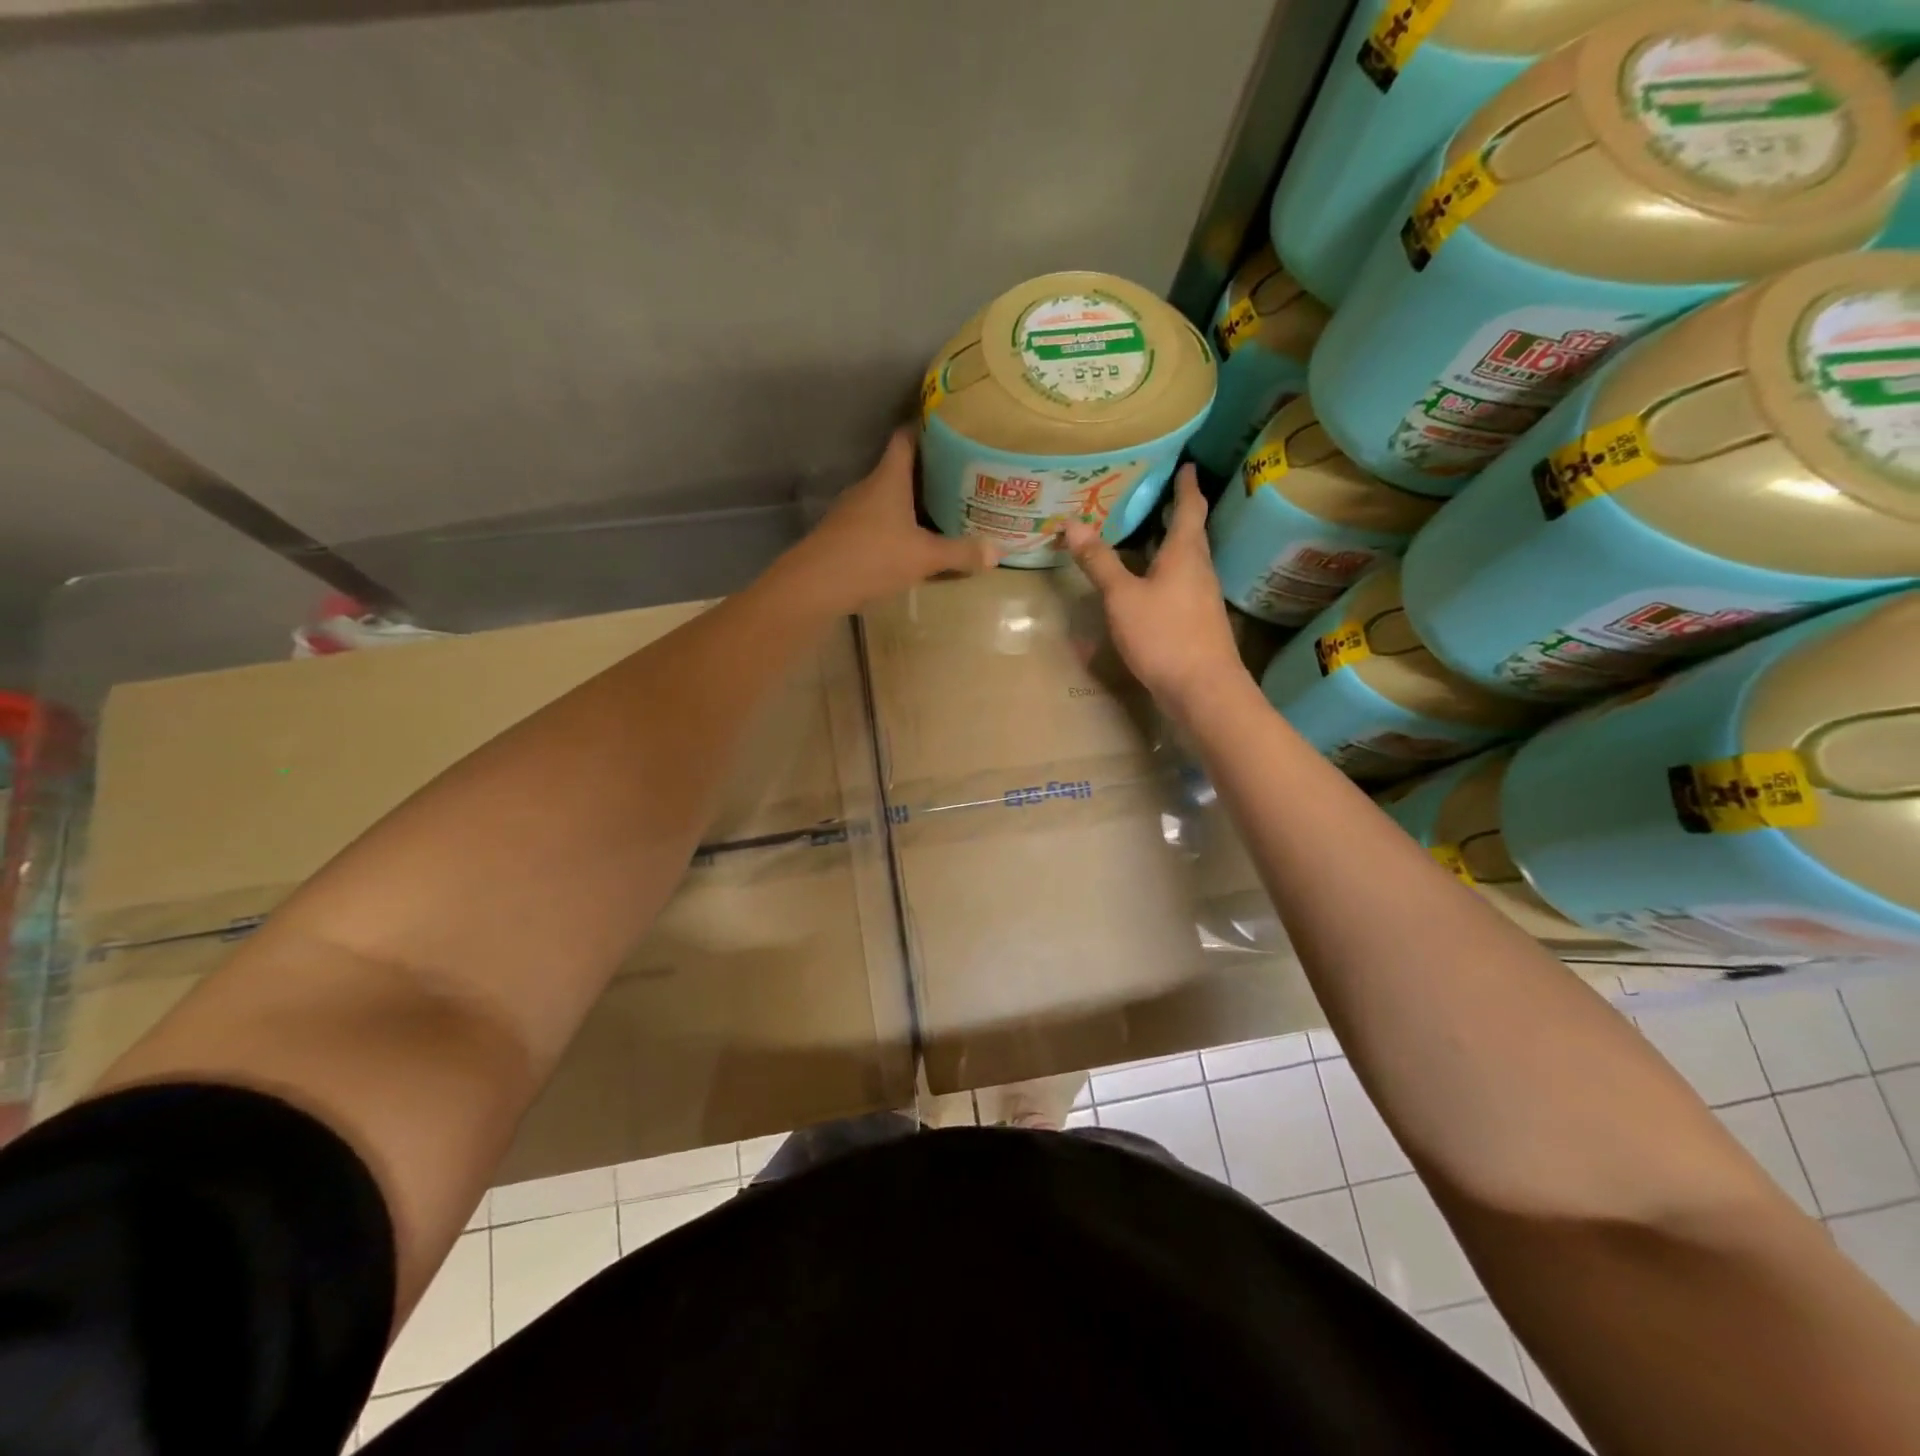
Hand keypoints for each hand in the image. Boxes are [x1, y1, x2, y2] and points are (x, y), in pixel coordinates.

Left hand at [774, 428, 996, 612]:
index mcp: (888, 478)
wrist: (815, 585)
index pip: (905, 438)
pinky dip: (895, 527)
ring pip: (887, 499)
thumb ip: (960, 553)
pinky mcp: (844, 536)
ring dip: (910, 504)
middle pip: (899, 470)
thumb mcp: (924, 557)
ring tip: (940, 510)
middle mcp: (868, 488)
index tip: (949, 430)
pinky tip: (910, 543)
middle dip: (927, 473)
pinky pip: (876, 523)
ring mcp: (852, 512)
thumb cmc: (873, 557)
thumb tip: (998, 553)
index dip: (925, 429)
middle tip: (958, 478)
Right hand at [1063, 465, 1245, 718]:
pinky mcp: (1197, 623)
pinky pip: (1180, 585)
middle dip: (1175, 513)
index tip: (1188, 465)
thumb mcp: (1122, 597)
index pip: (1190, 508)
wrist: (1203, 690)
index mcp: (1185, 554)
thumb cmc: (1164, 635)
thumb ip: (1099, 562)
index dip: (1187, 485)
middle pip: (1190, 534)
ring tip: (1145, 535)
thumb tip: (1072, 523)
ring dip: (1169, 545)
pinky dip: (1164, 573)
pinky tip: (1148, 584)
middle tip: (1154, 496)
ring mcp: (1201, 598)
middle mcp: (1199, 570)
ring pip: (1185, 561)